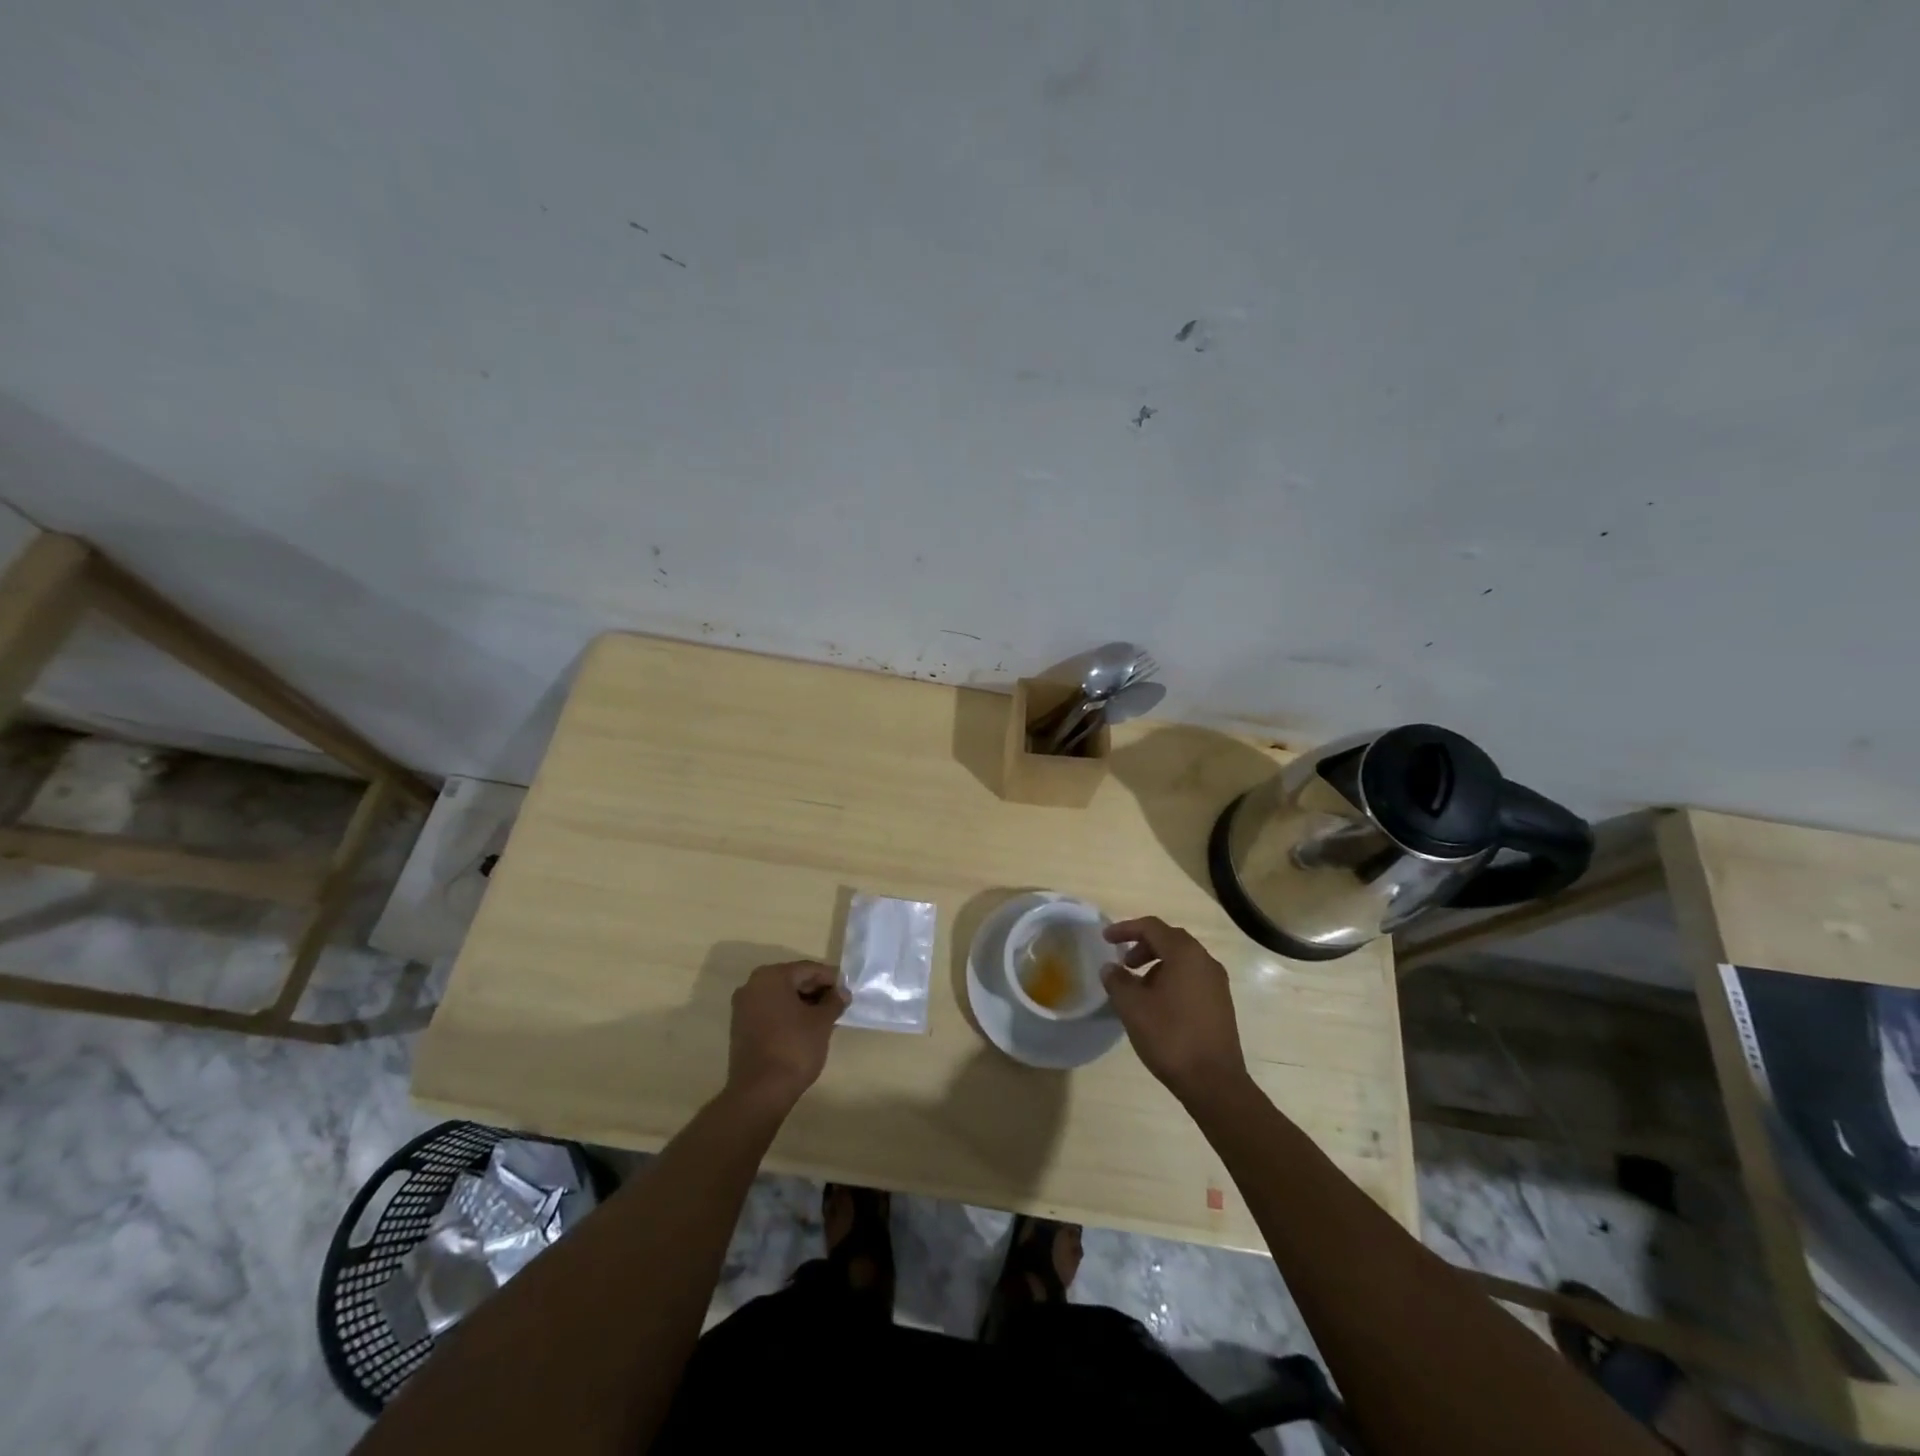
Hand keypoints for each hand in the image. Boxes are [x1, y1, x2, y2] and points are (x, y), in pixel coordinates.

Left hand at [727, 961, 848, 1112]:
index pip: (808, 969)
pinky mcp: (741, 1027)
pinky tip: (805, 1028)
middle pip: (792, 980)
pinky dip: (788, 1015)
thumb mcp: (822, 1022)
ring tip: (825, 1017)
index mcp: (771, 977)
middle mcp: (752, 985)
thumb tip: (842, 992)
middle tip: (837, 1004)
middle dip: (816, 990)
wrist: (760, 1092)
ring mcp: (743, 1007)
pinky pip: (770, 1011)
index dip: (831, 979)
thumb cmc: (794, 1048)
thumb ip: (834, 1002)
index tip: (847, 991)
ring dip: (803, 1003)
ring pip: (780, 997)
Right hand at [1101, 917, 1249, 1104]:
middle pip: (1170, 940)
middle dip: (1143, 946)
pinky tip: (1158, 1004)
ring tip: (1138, 987)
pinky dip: (1171, 978)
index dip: (1126, 929)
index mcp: (1185, 954)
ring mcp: (1217, 983)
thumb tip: (1111, 968)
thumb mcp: (1133, 1007)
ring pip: (1182, 960)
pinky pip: (1192, 978)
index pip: (1152, 927)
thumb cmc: (1170, 1037)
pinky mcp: (1221, 1003)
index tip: (1105, 939)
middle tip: (1123, 963)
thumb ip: (1117, 981)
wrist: (1214, 1082)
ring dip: (1157, 964)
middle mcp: (1205, 961)